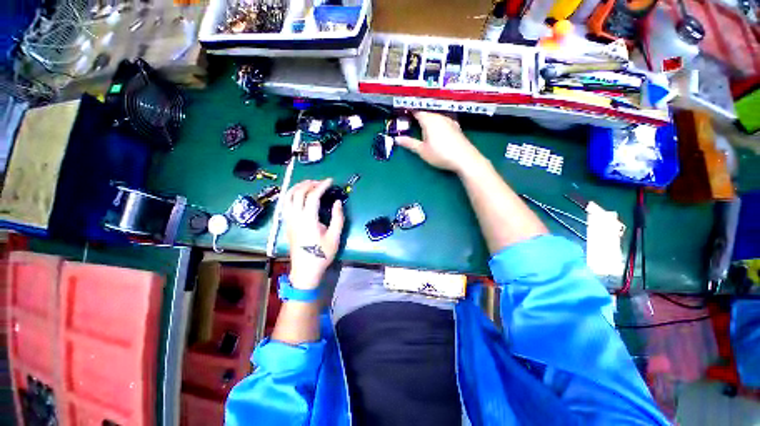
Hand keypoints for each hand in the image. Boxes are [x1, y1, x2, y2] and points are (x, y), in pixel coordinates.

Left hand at [283, 179, 344, 289]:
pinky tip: (298, 195)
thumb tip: (338, 202)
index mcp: (308, 219)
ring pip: (288, 197)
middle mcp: (295, 217)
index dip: (322, 186)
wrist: (305, 270)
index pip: (313, 196)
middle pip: (298, 193)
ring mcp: (288, 220)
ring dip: (298, 187)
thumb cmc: (322, 254)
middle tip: (321, 182)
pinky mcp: (287, 224)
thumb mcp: (335, 237)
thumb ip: (338, 218)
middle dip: (309, 183)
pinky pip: (285, 204)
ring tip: (309, 184)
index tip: (330, 181)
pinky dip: (290, 194)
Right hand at [396, 111, 483, 173]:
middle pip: (426, 113)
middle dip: (417, 116)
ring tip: (421, 127)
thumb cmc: (441, 154)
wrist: (465, 159)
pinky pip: (442, 121)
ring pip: (435, 116)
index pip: (416, 110)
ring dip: (427, 120)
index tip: (401, 112)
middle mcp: (439, 116)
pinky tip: (436, 132)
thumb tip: (396, 139)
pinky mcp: (455, 126)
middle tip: (409, 121)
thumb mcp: (422, 150)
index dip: (408, 111)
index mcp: (429, 120)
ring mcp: (449, 120)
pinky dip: (436, 124)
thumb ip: (409, 143)